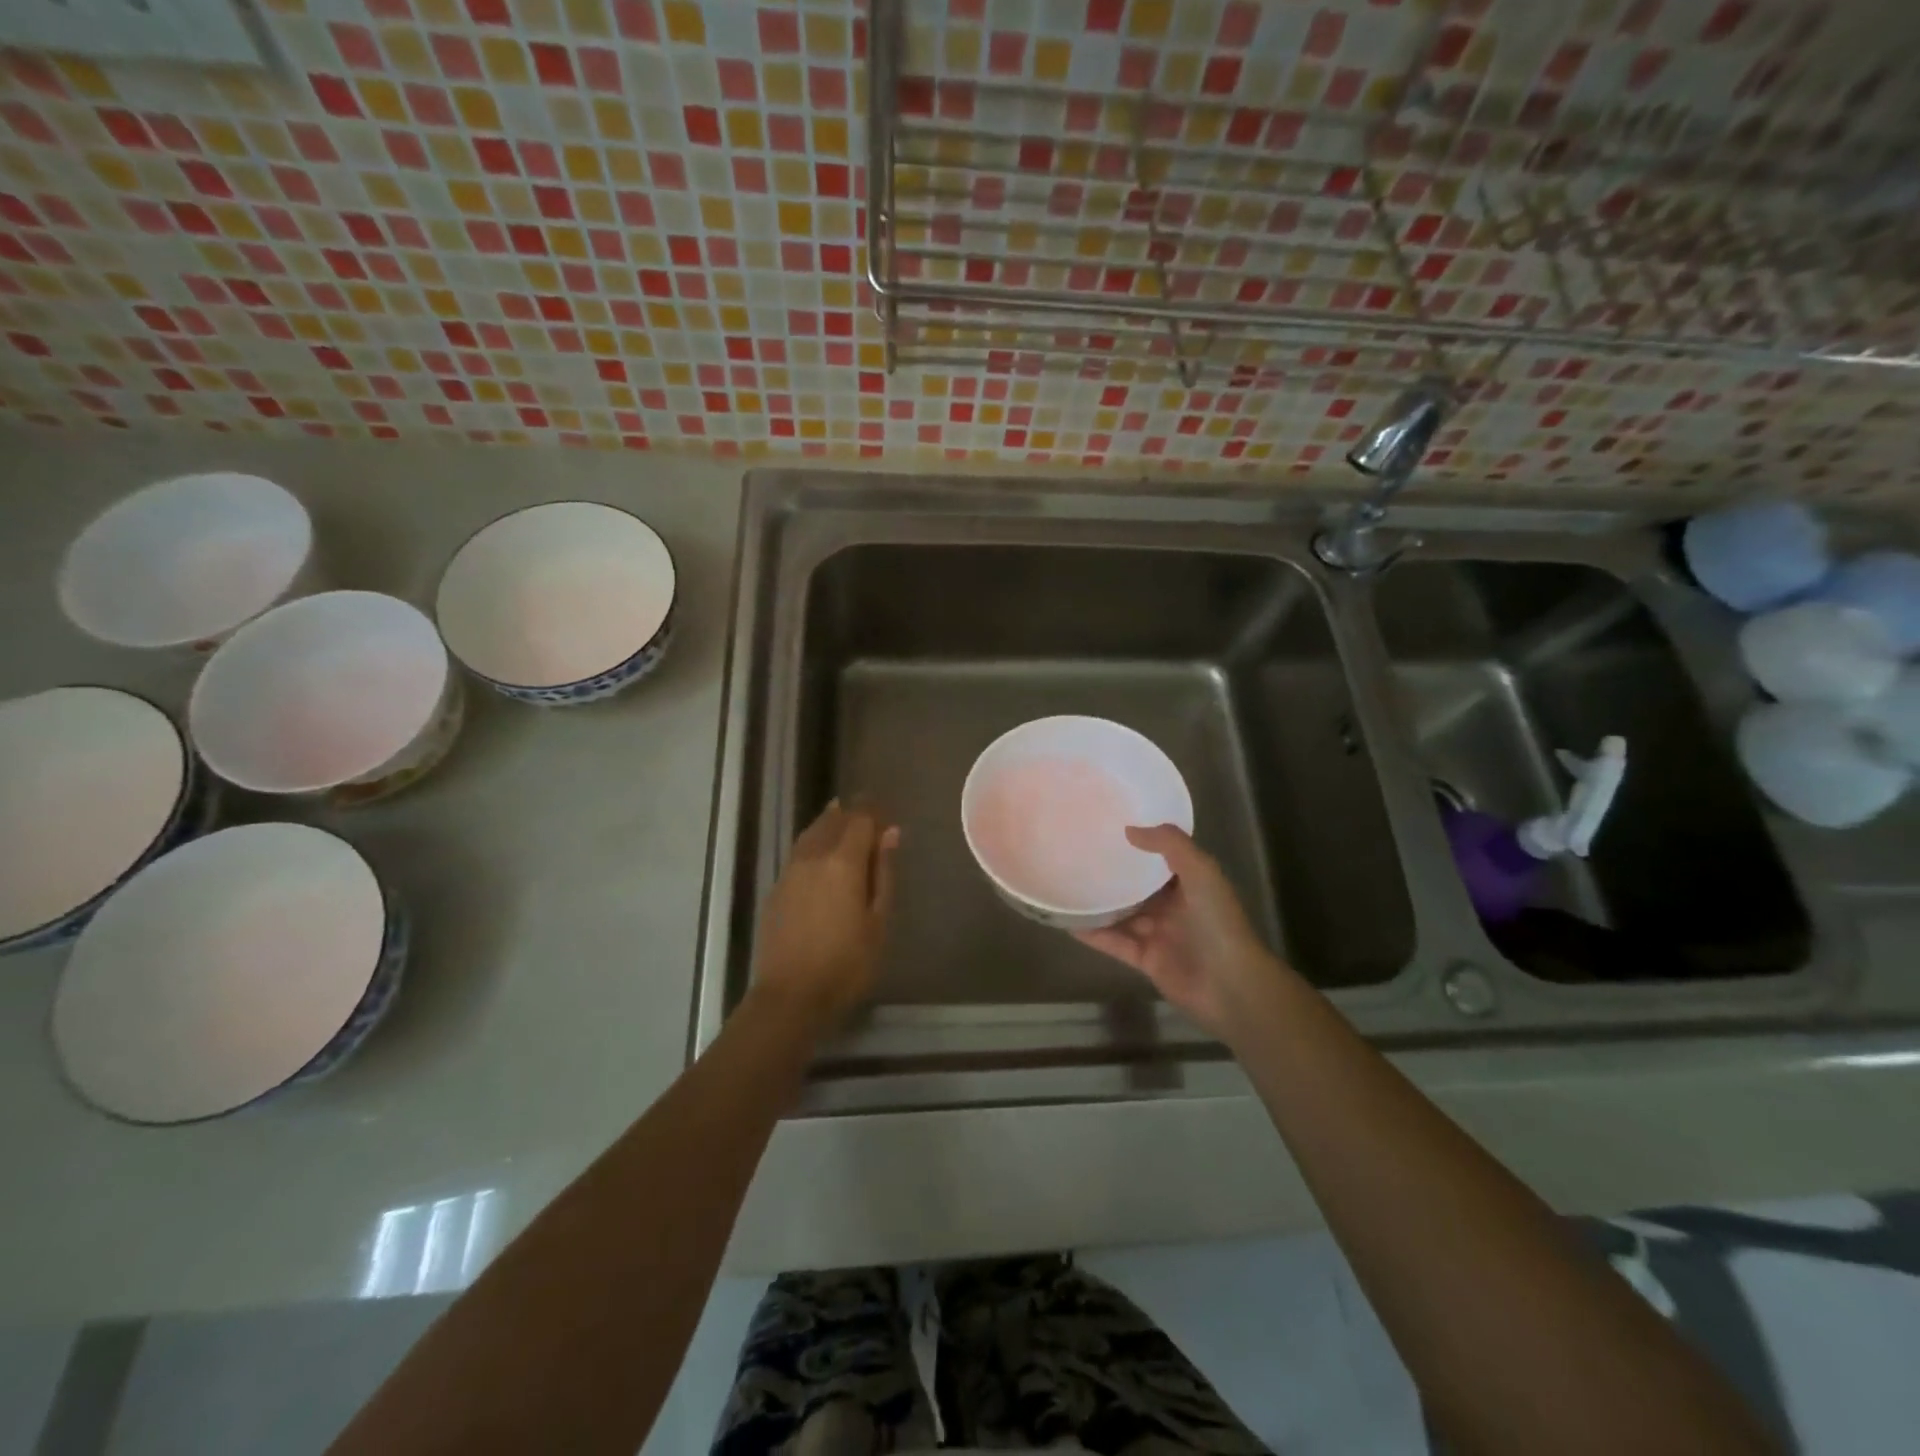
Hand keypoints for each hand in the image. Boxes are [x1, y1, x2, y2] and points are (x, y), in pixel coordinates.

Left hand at [753, 801, 898, 1030]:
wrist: (791, 996)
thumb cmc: (847, 963)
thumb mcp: (878, 921)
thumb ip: (883, 873)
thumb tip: (890, 834)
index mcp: (843, 861)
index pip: (860, 819)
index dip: (874, 812)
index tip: (887, 815)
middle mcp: (813, 856)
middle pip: (833, 820)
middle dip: (851, 814)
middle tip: (868, 820)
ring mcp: (790, 871)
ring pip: (811, 833)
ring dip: (830, 825)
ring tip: (845, 827)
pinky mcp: (776, 889)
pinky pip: (798, 852)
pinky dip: (814, 844)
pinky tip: (821, 858)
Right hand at [1076, 825, 1289, 1040]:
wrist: (1230, 985)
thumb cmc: (1218, 922)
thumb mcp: (1201, 872)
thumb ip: (1170, 844)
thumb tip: (1129, 830)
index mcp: (1191, 884)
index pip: (1162, 859)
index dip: (1140, 844)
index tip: (1110, 827)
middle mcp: (1174, 907)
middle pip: (1138, 888)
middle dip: (1114, 874)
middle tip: (1079, 854)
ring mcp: (1159, 935)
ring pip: (1122, 915)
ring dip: (1099, 904)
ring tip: (1067, 885)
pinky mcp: (1145, 960)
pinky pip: (1114, 942)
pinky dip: (1094, 934)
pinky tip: (1069, 922)